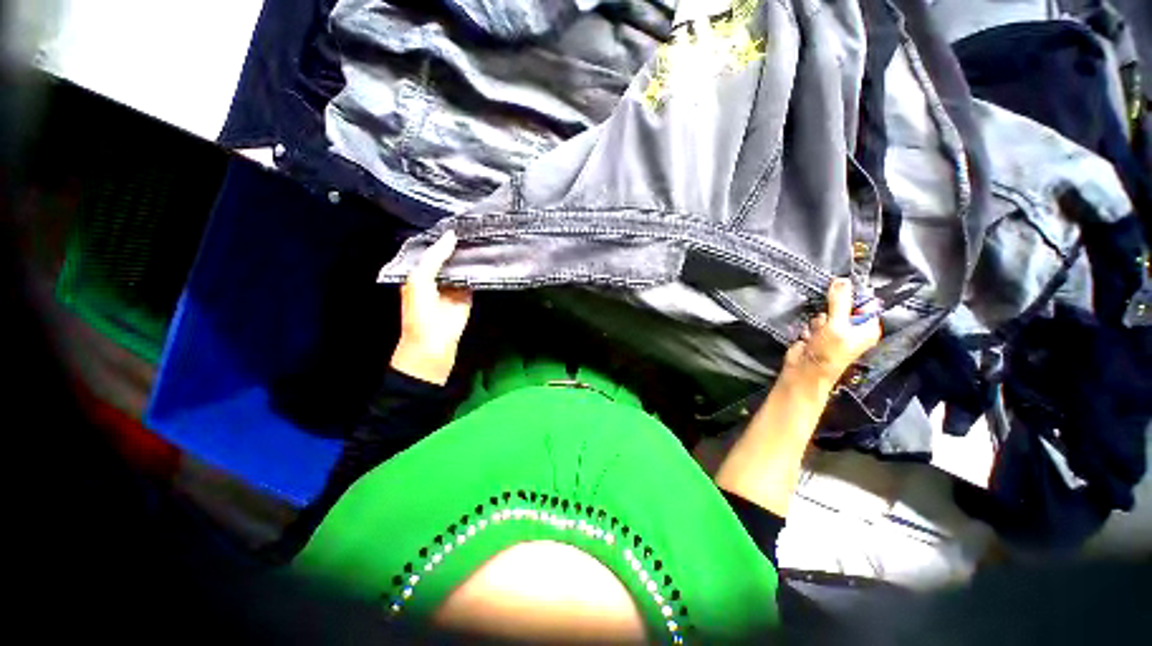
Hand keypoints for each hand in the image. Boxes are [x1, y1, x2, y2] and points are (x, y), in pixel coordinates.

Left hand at [390, 231, 473, 384]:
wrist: (433, 343)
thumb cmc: (420, 310)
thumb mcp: (420, 278)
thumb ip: (434, 257)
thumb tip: (451, 235)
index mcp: (419, 271)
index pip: (432, 249)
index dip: (442, 237)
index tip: (456, 220)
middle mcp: (437, 275)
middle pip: (449, 255)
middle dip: (459, 243)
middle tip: (473, 224)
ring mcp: (454, 285)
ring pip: (463, 265)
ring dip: (470, 254)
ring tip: (483, 234)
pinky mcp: (468, 294)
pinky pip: (474, 278)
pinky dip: (480, 269)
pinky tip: (488, 255)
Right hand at [783, 278, 880, 387]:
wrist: (805, 371)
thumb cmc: (828, 352)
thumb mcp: (837, 325)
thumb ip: (839, 302)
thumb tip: (842, 279)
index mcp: (867, 327)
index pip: (864, 301)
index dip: (851, 294)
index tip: (837, 289)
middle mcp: (853, 327)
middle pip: (842, 305)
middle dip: (830, 308)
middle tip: (827, 319)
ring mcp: (834, 331)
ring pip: (825, 312)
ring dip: (818, 320)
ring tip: (816, 332)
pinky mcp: (818, 334)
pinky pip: (813, 321)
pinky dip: (809, 326)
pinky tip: (809, 335)